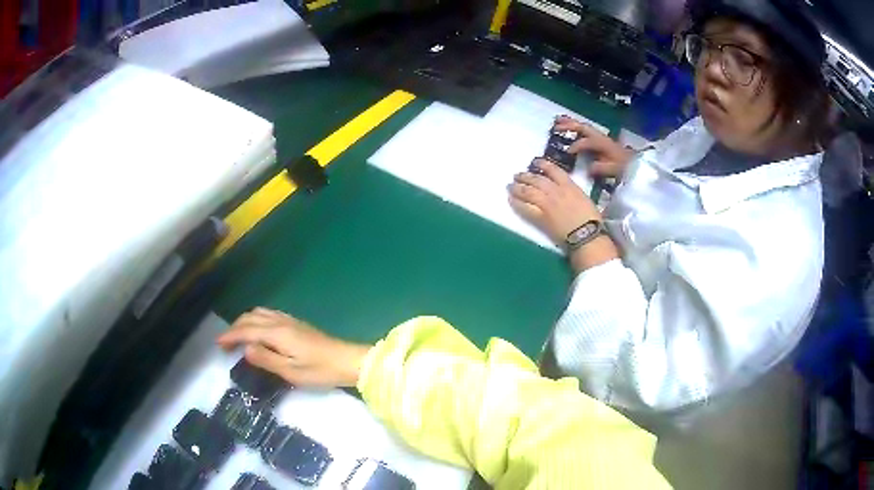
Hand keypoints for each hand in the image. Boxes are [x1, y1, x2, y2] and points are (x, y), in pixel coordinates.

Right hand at [216, 307, 370, 387]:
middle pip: (250, 318)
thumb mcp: (291, 371)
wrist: (347, 360)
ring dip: (245, 322)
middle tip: (225, 343)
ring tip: (238, 337)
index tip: (218, 343)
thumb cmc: (320, 370)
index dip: (230, 336)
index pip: (246, 331)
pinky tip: (258, 330)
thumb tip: (245, 349)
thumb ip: (266, 359)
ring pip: (259, 313)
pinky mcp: (296, 323)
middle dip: (234, 328)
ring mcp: (289, 320)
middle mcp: (280, 321)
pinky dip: (256, 319)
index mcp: (277, 333)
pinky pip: (269, 314)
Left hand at [508, 159, 601, 244]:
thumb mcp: (584, 198)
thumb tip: (565, 190)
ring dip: (517, 187)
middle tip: (517, 175)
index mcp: (569, 185)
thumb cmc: (592, 219)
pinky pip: (524, 207)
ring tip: (510, 186)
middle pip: (536, 179)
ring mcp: (546, 203)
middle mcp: (555, 191)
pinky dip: (516, 202)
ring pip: (527, 191)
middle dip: (525, 176)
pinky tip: (511, 199)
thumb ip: (572, 191)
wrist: (587, 235)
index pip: (553, 170)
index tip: (535, 162)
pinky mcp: (540, 217)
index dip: (542, 164)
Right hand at [555, 116, 632, 177]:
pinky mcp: (600, 140)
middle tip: (555, 127)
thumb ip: (602, 168)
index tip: (568, 151)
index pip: (587, 141)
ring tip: (557, 121)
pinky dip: (576, 127)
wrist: (635, 164)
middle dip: (569, 126)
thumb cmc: (625, 167)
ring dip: (570, 123)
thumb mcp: (615, 170)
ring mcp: (600, 137)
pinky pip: (585, 130)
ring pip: (583, 127)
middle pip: (583, 128)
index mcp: (603, 144)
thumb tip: (589, 168)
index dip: (577, 145)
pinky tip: (569, 128)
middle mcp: (600, 137)